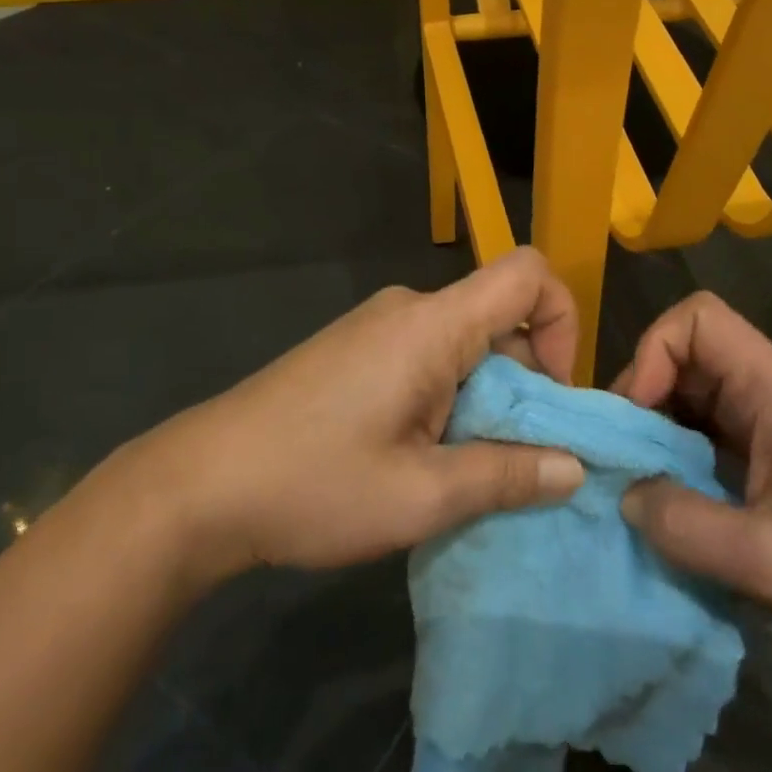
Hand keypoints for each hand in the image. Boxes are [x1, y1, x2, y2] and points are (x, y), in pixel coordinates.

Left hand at [139, 248, 587, 574]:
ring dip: (484, 398)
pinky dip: (448, 397)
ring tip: (461, 469)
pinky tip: (419, 456)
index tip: (553, 393)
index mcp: (432, 325)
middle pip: (499, 317)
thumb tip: (575, 467)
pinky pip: (427, 356)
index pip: (527, 274)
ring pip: (464, 343)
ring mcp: (376, 327)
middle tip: (514, 458)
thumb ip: (506, 476)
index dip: (563, 319)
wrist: (196, 486)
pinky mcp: (354, 350)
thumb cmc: (312, 484)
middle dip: (525, 382)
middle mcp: (409, 309)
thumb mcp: (420, 497)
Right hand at [613, 292, 771, 648]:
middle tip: (622, 452)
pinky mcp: (768, 442)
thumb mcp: (769, 560)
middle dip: (644, 393)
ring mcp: (769, 412)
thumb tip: (625, 494)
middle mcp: (769, 385)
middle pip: (687, 350)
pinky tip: (669, 487)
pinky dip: (677, 444)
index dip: (654, 352)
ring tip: (637, 472)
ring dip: (657, 422)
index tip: (637, 415)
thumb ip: (687, 527)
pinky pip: (706, 421)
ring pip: (691, 385)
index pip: (699, 319)